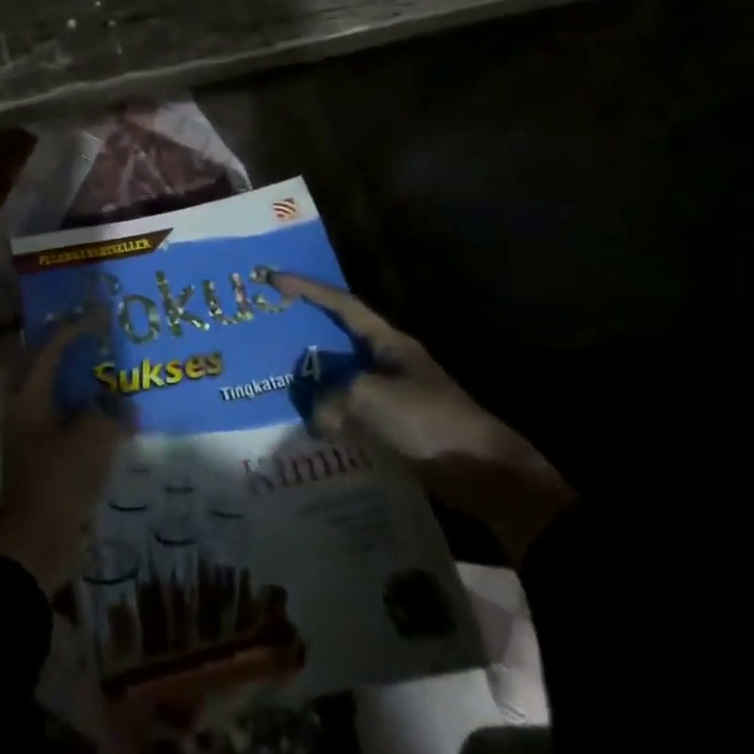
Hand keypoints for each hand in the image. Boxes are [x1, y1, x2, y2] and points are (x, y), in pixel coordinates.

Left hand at [0, 318, 131, 593]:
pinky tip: (118, 420)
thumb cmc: (58, 480)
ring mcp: (34, 435)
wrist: (36, 542)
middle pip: (52, 370)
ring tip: (118, 376)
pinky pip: (71, 425)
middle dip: (78, 354)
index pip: (50, 349)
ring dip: (87, 386)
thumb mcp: (92, 438)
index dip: (75, 329)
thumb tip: (124, 404)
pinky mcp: (47, 458)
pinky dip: (91, 416)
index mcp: (28, 396)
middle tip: (107, 342)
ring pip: (63, 398)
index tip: (102, 317)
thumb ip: (111, 412)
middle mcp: (26, 409)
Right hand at [275, 274, 576, 560]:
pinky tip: (308, 429)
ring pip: (341, 381)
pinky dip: (330, 418)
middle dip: (304, 337)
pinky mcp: (396, 429)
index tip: (273, 278)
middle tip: (267, 335)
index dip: (306, 288)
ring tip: (278, 385)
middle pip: (337, 341)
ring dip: (314, 383)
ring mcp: (393, 396)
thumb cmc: (429, 421)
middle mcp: (389, 362)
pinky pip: (351, 415)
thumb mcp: (368, 398)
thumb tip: (318, 417)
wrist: (486, 475)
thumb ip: (330, 398)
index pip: (341, 304)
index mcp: (388, 342)